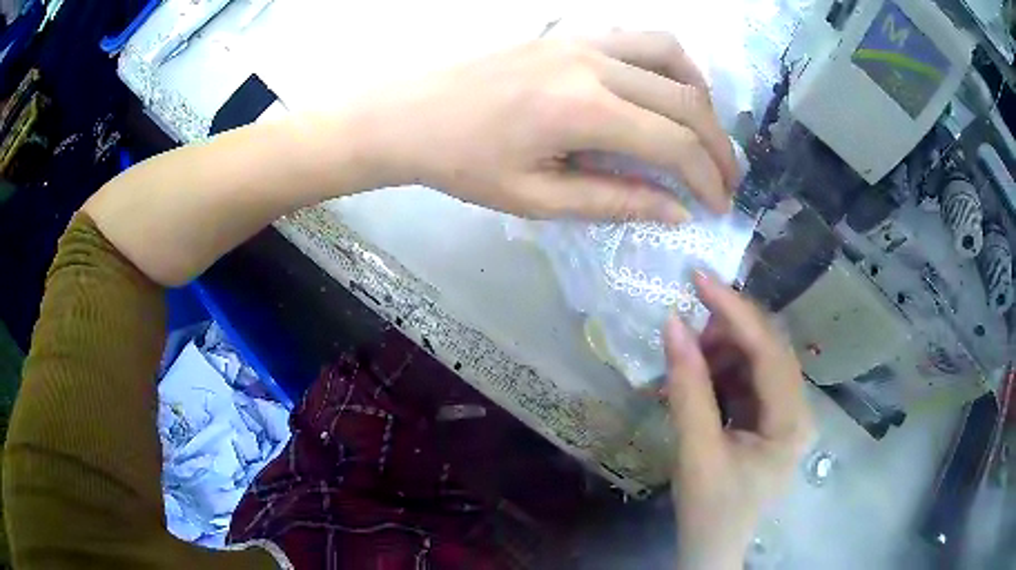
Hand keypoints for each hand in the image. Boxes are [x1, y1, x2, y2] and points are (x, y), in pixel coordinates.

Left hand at [351, 31, 738, 222]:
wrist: (410, 115)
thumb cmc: (464, 164)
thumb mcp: (537, 199)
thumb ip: (615, 201)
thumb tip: (676, 212)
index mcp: (584, 111)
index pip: (674, 144)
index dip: (706, 179)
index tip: (720, 206)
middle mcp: (594, 64)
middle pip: (685, 100)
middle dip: (718, 145)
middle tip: (728, 179)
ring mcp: (581, 39)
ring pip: (670, 55)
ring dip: (700, 95)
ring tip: (704, 132)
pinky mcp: (569, 32)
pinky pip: (638, 38)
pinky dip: (668, 63)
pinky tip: (665, 89)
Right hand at [664, 271, 811, 569]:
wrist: (712, 548)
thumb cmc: (710, 511)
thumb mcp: (697, 452)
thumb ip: (687, 388)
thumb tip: (672, 325)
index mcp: (792, 422)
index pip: (769, 350)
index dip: (735, 310)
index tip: (699, 277)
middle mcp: (798, 410)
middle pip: (767, 350)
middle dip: (726, 332)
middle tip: (684, 329)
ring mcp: (784, 414)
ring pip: (755, 361)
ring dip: (719, 353)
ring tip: (684, 364)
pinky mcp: (768, 419)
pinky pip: (746, 380)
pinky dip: (718, 373)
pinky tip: (694, 380)